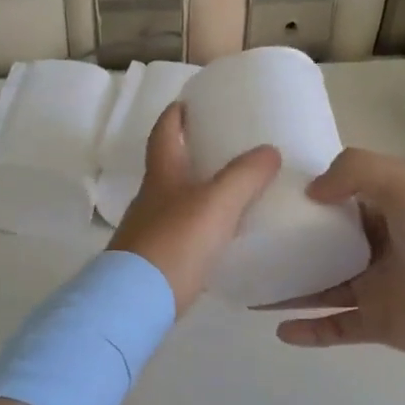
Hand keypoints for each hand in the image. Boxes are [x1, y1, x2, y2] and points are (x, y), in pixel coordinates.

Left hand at [108, 102, 279, 313]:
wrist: (136, 303)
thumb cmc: (175, 243)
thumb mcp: (216, 204)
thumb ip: (244, 176)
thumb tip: (269, 150)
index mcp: (161, 176)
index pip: (164, 133)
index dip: (175, 115)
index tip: (188, 102)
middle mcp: (149, 199)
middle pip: (168, 166)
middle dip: (191, 153)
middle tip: (224, 147)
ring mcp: (148, 231)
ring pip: (175, 201)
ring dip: (198, 191)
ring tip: (231, 191)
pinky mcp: (155, 262)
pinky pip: (182, 233)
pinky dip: (200, 226)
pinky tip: (221, 237)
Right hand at [268, 148, 404, 365]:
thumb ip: (355, 171)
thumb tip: (311, 193)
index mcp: (384, 207)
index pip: (334, 198)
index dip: (300, 196)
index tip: (260, 197)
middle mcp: (376, 245)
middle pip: (320, 244)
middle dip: (285, 243)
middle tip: (242, 244)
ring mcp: (376, 287)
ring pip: (320, 286)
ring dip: (287, 288)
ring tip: (247, 286)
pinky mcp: (378, 324)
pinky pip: (335, 327)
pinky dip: (308, 330)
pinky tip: (279, 330)